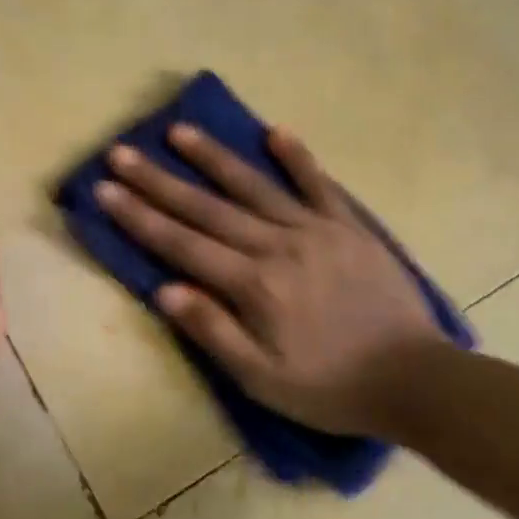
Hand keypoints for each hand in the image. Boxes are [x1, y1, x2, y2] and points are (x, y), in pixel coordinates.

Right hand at [94, 124, 438, 436]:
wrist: (414, 379)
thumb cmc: (331, 387)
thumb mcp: (263, 380)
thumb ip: (214, 332)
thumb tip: (165, 290)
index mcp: (254, 285)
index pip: (182, 244)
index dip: (139, 217)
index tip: (105, 189)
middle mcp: (278, 246)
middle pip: (207, 207)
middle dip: (159, 180)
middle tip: (122, 152)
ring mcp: (316, 230)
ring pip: (254, 186)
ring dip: (214, 158)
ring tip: (179, 131)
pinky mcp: (349, 227)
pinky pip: (319, 184)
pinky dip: (296, 158)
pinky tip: (274, 132)